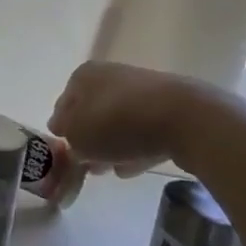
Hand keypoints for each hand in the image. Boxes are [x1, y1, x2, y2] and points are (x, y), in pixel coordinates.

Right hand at [48, 60, 197, 177]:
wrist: (184, 118)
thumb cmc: (118, 123)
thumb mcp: (78, 137)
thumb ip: (69, 140)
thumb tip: (71, 138)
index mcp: (84, 75)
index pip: (63, 103)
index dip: (61, 128)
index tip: (63, 150)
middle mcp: (111, 75)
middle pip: (93, 111)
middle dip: (89, 138)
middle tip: (86, 164)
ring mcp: (143, 91)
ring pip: (118, 122)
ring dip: (112, 144)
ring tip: (109, 170)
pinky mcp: (169, 109)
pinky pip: (144, 130)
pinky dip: (136, 146)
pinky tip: (133, 168)